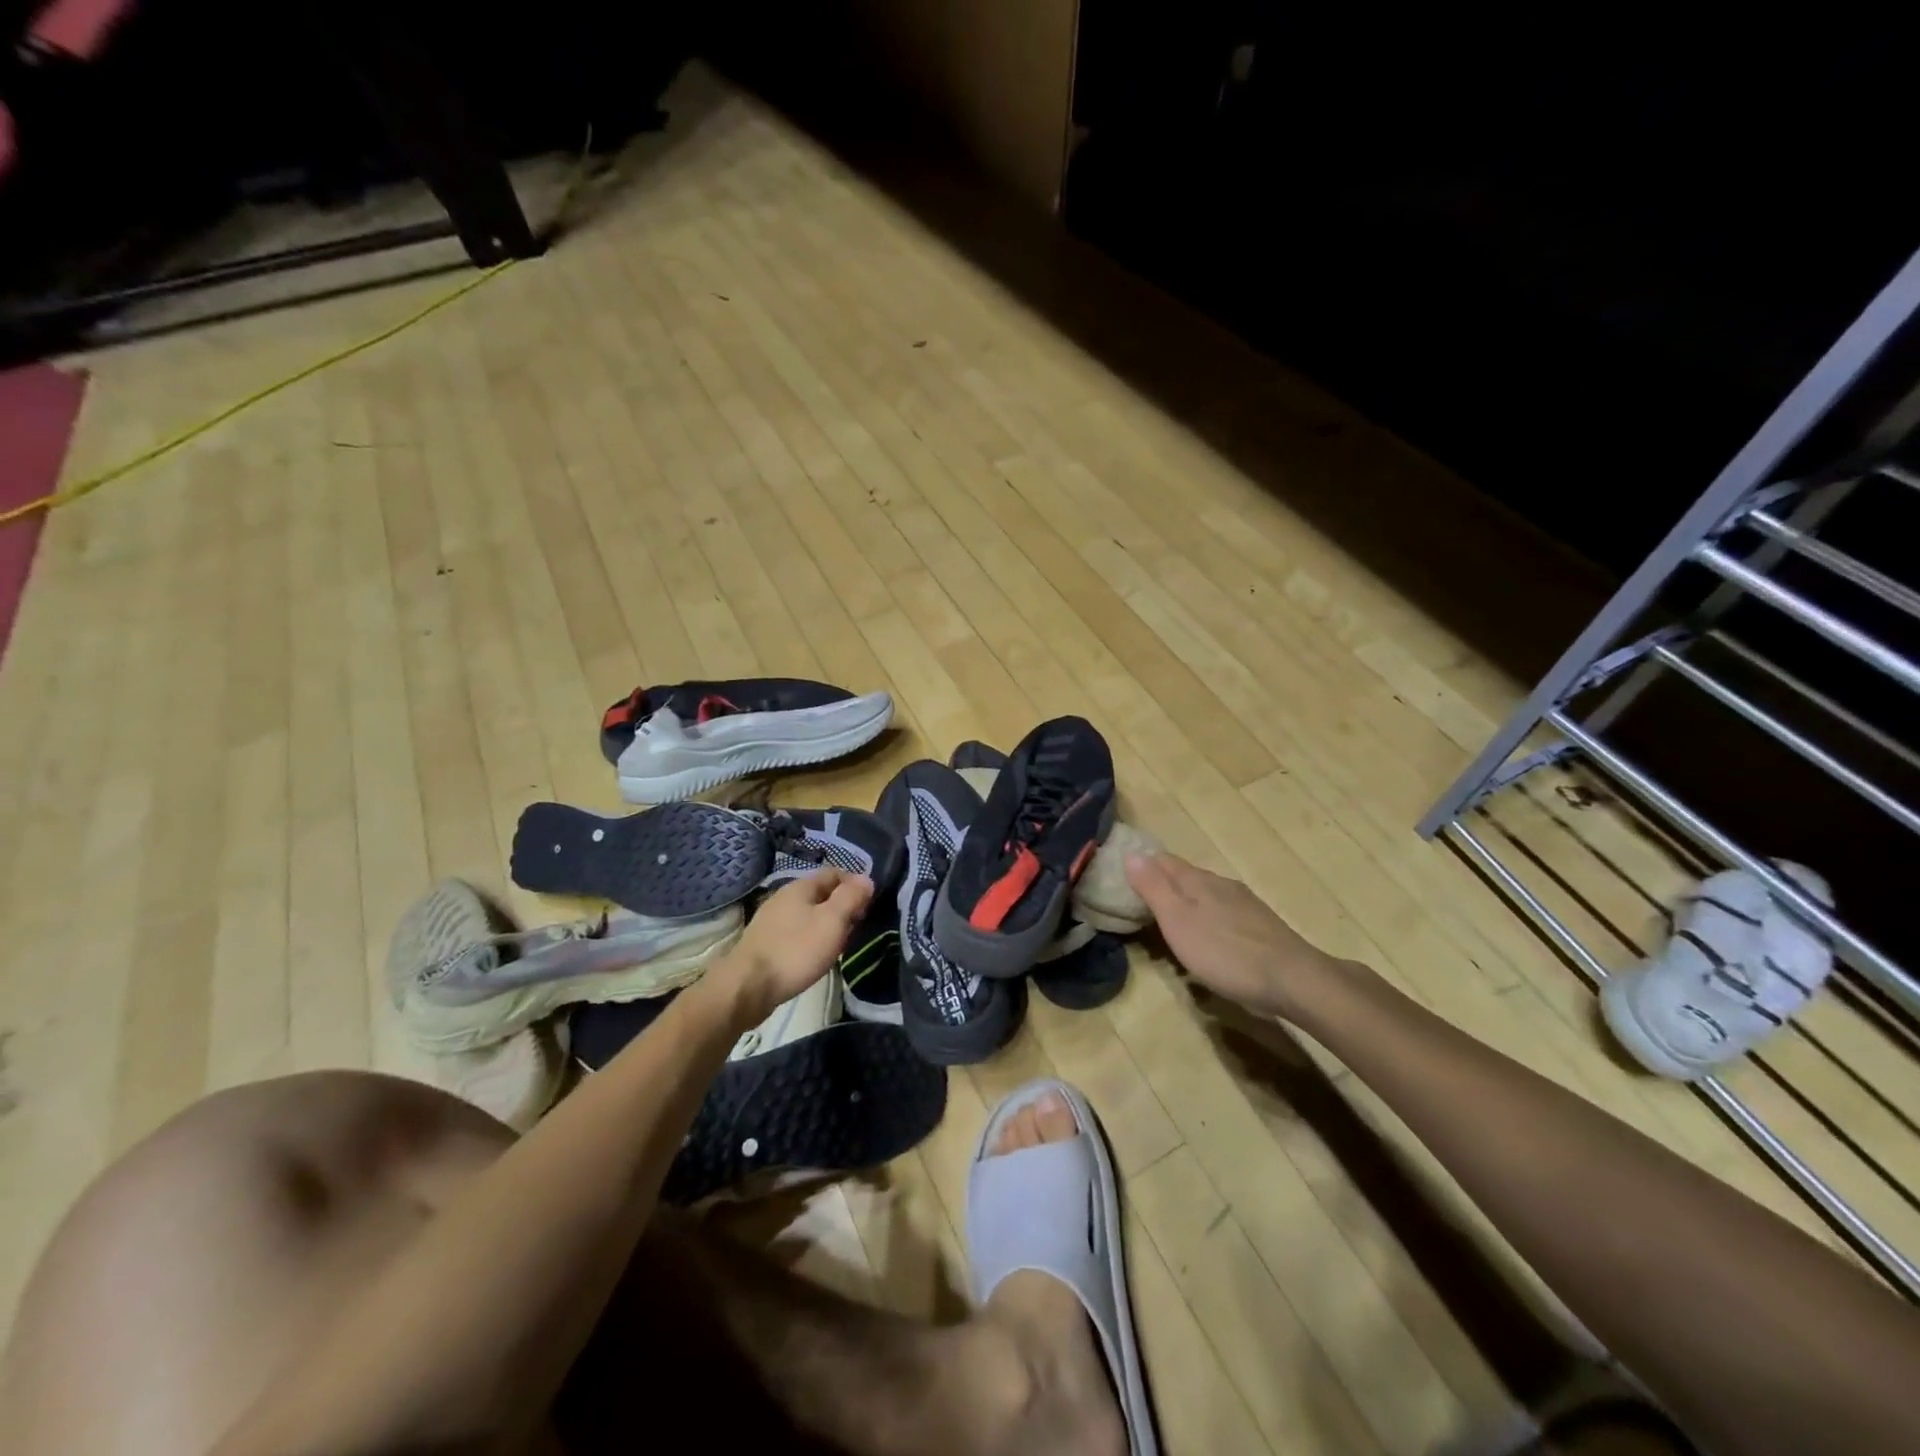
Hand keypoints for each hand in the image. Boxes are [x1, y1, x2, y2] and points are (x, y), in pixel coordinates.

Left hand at [715, 869, 873, 1026]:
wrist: (747, 987)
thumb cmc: (795, 951)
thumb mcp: (832, 922)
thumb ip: (850, 898)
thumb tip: (866, 879)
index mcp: (800, 887)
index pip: (834, 873)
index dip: (854, 885)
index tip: (869, 905)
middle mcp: (783, 898)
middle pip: (820, 894)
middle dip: (841, 906)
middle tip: (857, 927)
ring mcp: (771, 921)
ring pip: (808, 914)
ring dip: (826, 925)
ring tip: (839, 944)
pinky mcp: (765, 943)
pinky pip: (795, 932)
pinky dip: (810, 939)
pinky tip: (814, 957)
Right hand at [1125, 852, 1339, 1019]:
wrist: (1292, 979)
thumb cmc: (1224, 952)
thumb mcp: (1177, 921)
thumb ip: (1153, 888)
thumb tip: (1131, 853)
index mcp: (1196, 880)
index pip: (1162, 860)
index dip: (1142, 865)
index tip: (1122, 877)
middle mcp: (1221, 884)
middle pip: (1185, 876)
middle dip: (1163, 885)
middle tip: (1140, 904)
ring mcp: (1244, 903)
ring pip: (1206, 894)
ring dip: (1186, 904)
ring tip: (1171, 925)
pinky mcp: (1260, 926)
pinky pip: (1223, 913)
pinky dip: (1208, 920)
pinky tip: (1208, 940)